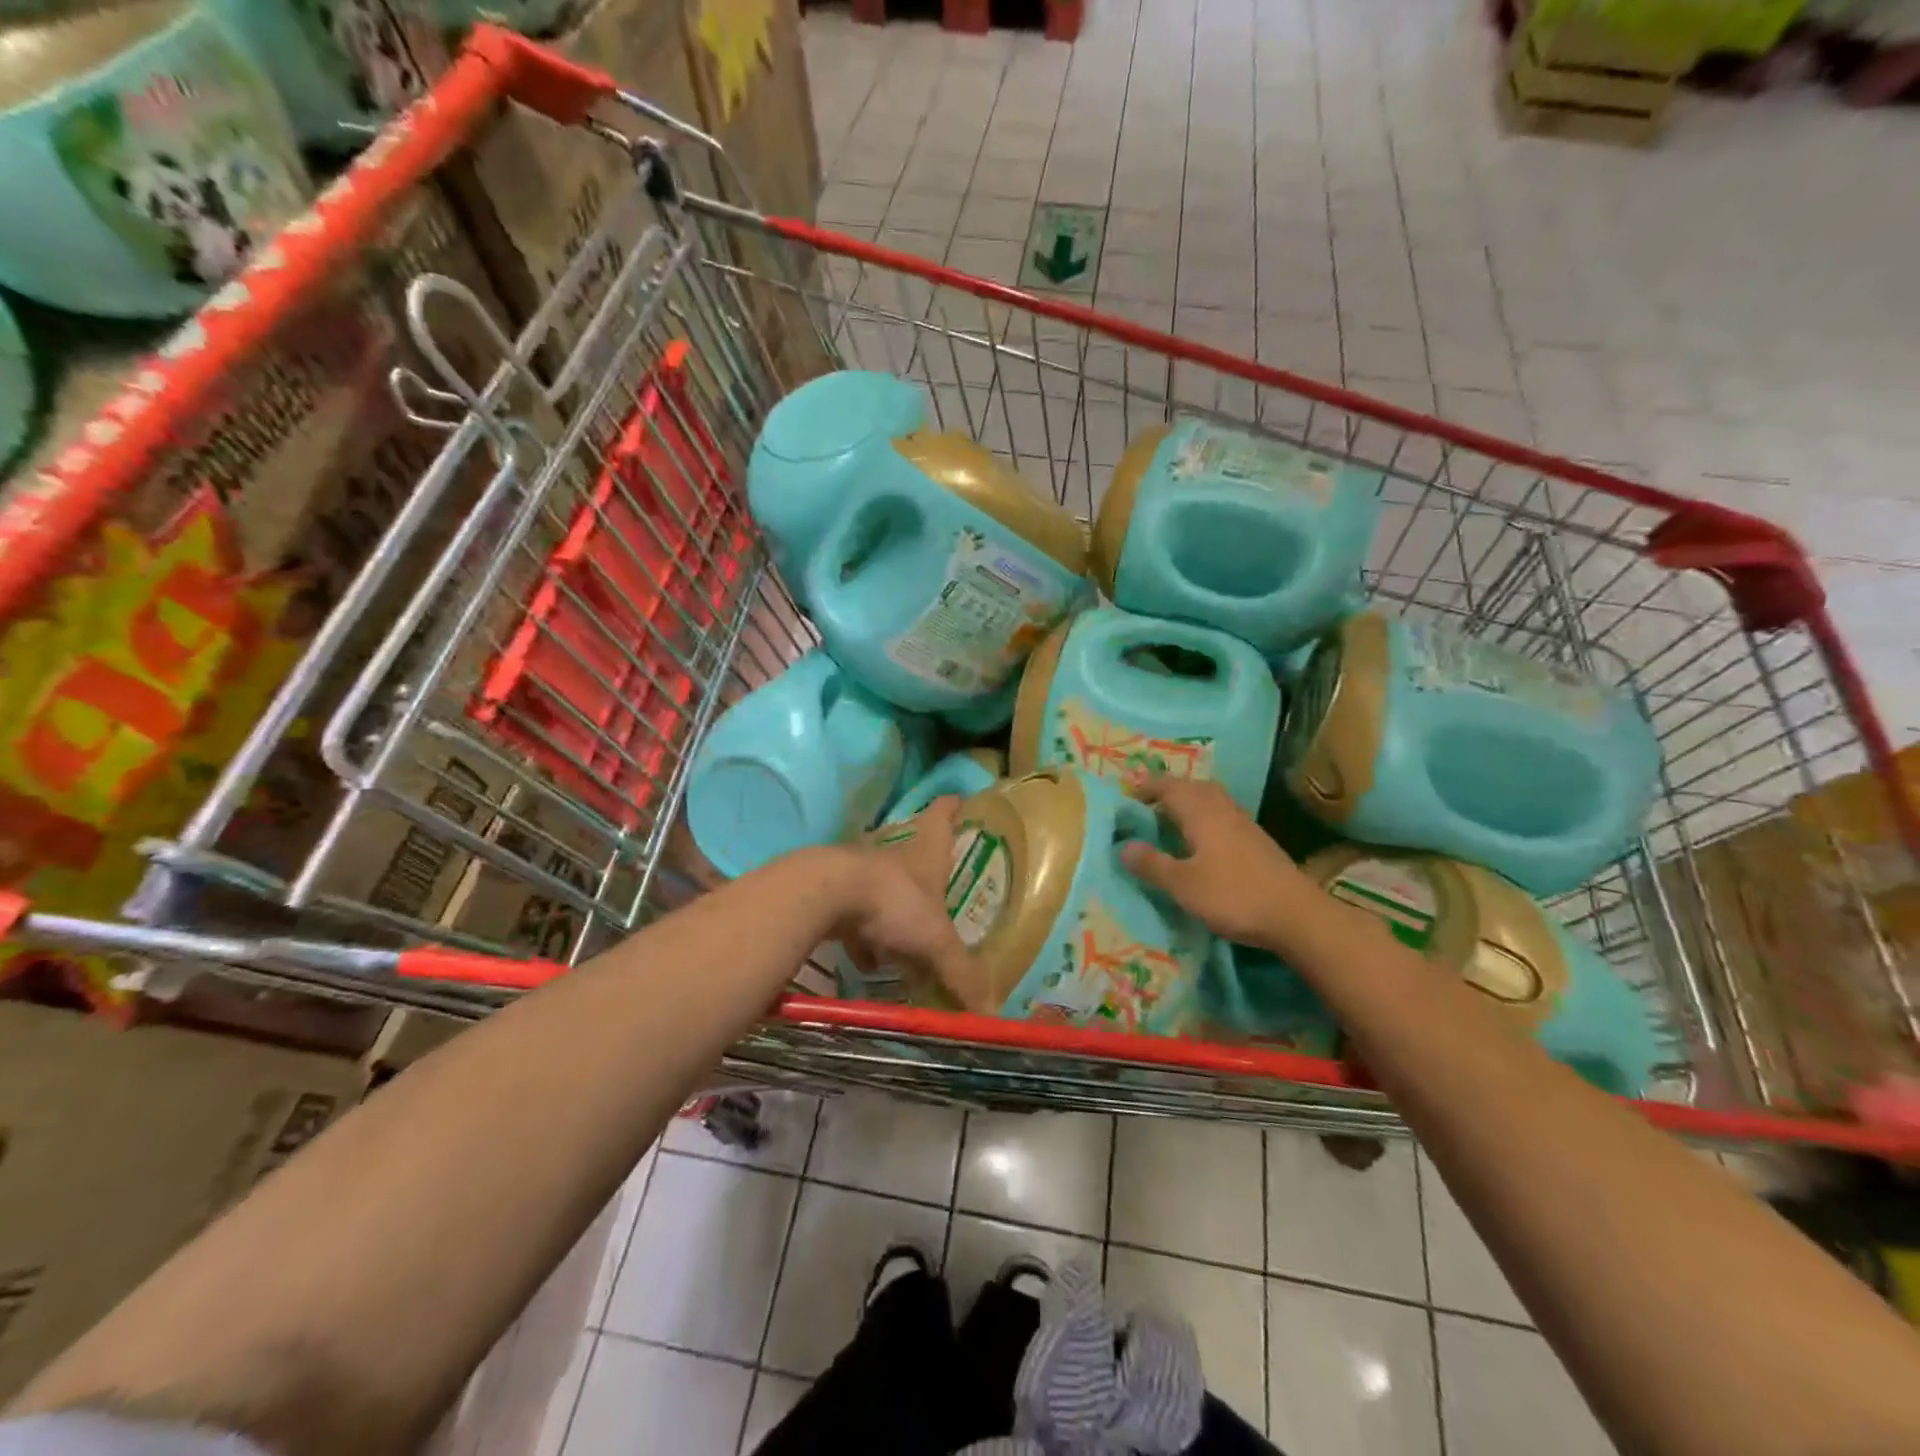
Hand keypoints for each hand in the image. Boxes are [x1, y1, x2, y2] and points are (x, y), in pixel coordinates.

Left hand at [829, 798, 990, 1011]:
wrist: (825, 896)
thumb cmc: (893, 903)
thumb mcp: (935, 941)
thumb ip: (961, 974)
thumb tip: (991, 1014)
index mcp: (925, 855)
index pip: (941, 819)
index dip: (949, 809)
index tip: (956, 796)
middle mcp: (895, 858)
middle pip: (913, 855)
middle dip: (924, 870)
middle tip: (939, 885)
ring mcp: (863, 876)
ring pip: (884, 890)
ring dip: (893, 912)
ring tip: (906, 943)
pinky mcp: (836, 896)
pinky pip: (857, 920)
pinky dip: (864, 941)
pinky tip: (868, 963)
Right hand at [1119, 778, 1324, 949]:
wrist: (1296, 914)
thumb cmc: (1233, 895)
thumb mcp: (1183, 884)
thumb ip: (1152, 864)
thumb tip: (1123, 846)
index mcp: (1200, 811)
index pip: (1167, 786)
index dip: (1145, 788)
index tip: (1125, 799)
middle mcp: (1221, 808)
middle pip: (1191, 787)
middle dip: (1167, 791)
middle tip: (1145, 808)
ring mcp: (1242, 823)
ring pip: (1209, 800)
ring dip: (1187, 804)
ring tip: (1168, 823)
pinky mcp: (1255, 840)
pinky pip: (1221, 815)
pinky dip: (1203, 818)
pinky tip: (1198, 842)